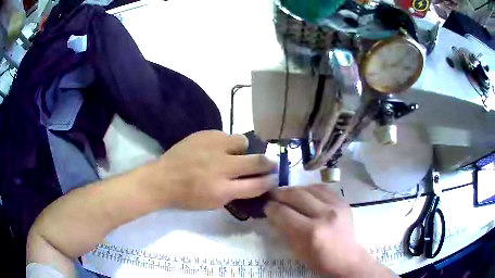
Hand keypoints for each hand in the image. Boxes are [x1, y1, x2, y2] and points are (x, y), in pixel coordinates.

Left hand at [150, 130, 276, 209]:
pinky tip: (217, 149)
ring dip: (244, 149)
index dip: (270, 181)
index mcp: (222, 190)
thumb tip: (256, 182)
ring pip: (243, 141)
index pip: (257, 185)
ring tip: (237, 153)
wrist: (163, 179)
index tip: (274, 178)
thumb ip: (237, 193)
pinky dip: (227, 143)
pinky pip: (226, 135)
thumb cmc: (187, 197)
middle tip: (270, 163)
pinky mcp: (205, 134)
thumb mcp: (214, 203)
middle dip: (269, 163)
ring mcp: (213, 147)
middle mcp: (221, 167)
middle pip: (257, 161)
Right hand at [265, 185, 395, 277]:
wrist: (347, 257)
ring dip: (295, 189)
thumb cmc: (319, 260)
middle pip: (296, 195)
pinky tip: (305, 192)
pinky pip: (323, 188)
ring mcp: (336, 206)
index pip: (284, 213)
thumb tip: (273, 214)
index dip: (271, 207)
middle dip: (280, 193)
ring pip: (310, 188)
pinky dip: (310, 189)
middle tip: (273, 195)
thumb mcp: (297, 250)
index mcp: (310, 232)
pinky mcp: (343, 202)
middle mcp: (324, 215)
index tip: (266, 206)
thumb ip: (285, 230)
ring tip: (288, 193)